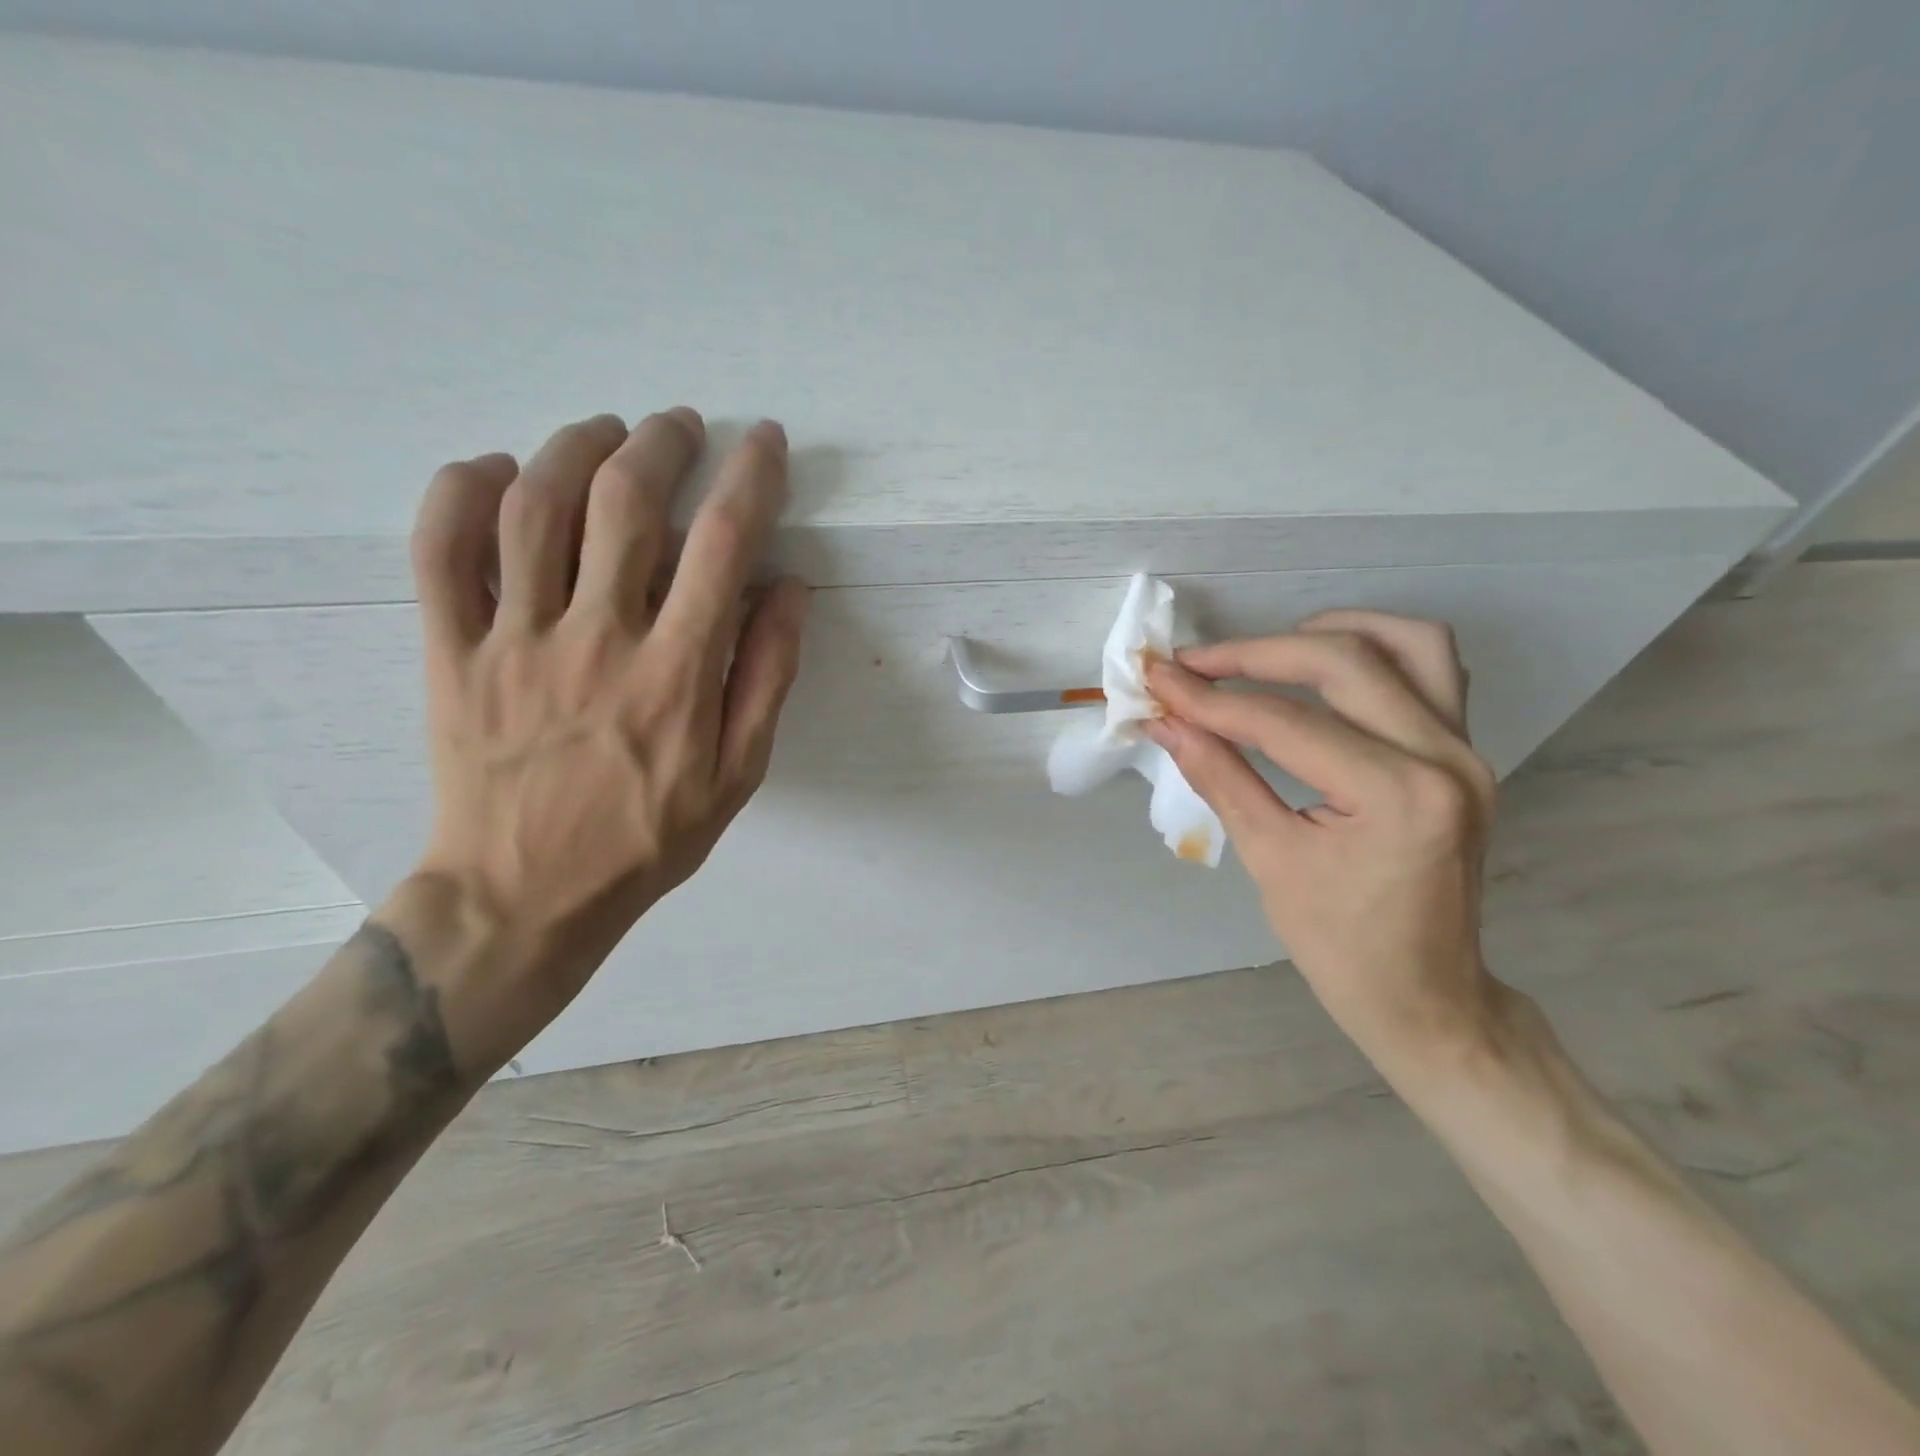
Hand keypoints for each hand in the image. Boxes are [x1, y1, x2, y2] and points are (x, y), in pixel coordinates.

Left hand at [405, 409, 808, 1059]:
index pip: (724, 545)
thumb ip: (768, 677)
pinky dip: (463, 490)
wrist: (523, 895)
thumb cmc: (647, 838)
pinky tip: (499, 471)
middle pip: (626, 501)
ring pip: (534, 505)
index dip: (752, 478)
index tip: (766, 443)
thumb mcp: (738, 775)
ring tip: (606, 432)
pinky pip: (439, 548)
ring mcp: (514, 640)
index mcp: (676, 673)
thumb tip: (788, 589)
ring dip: (576, 446)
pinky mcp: (451, 651)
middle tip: (682, 427)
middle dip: (662, 443)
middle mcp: (597, 638)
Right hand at [1143, 612, 1504, 1068]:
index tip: (1158, 681)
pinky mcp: (1464, 752)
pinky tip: (1322, 668)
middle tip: (1195, 664)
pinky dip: (1373, 652)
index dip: (1212, 699)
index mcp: (1396, 796)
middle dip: (1256, 654)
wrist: (1427, 995)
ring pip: (1407, 643)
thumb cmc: (1340, 945)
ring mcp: (1466, 749)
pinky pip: (1430, 670)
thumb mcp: (1268, 859)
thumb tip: (1165, 722)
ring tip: (1265, 651)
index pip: (1285, 722)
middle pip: (1345, 661)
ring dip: (1328, 633)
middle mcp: (1445, 757)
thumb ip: (1218, 775)